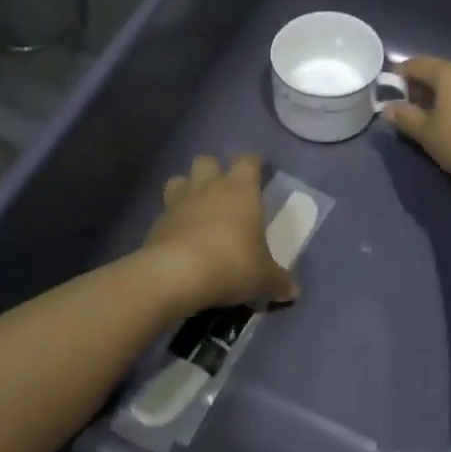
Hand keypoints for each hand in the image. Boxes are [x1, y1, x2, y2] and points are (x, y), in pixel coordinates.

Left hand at [143, 154, 298, 312]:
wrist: (177, 274)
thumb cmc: (231, 263)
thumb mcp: (263, 278)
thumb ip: (278, 281)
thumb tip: (293, 291)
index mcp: (241, 190)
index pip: (247, 161)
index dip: (252, 164)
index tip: (257, 174)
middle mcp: (209, 187)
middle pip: (207, 160)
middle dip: (213, 171)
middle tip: (222, 192)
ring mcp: (179, 201)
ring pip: (180, 179)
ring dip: (186, 189)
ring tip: (194, 209)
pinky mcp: (156, 221)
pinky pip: (164, 211)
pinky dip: (171, 220)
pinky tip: (178, 238)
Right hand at [384, 56, 450, 192]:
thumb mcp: (428, 134)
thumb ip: (406, 118)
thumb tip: (388, 108)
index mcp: (448, 72)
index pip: (416, 64)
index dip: (400, 76)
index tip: (391, 94)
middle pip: (440, 72)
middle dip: (423, 88)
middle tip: (412, 110)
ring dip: (445, 98)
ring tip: (437, 121)